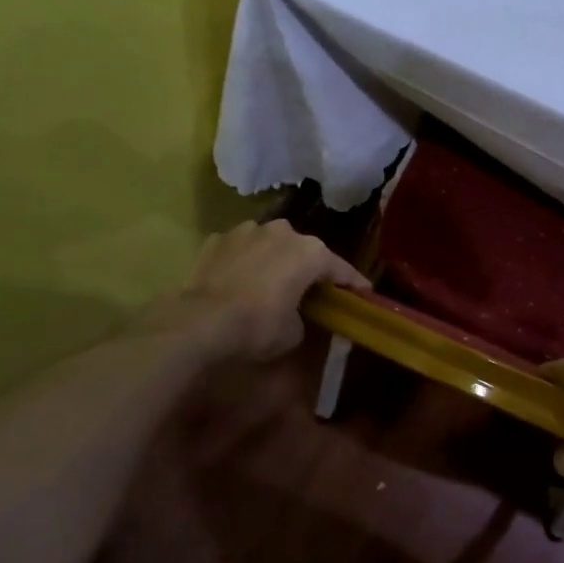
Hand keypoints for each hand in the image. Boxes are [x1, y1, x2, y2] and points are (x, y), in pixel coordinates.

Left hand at [172, 219, 368, 361]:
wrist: (200, 322)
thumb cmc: (258, 326)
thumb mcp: (295, 332)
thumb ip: (304, 316)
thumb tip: (297, 315)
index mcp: (310, 252)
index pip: (340, 268)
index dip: (353, 283)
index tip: (363, 294)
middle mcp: (282, 231)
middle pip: (304, 250)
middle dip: (309, 268)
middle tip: (312, 290)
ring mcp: (247, 231)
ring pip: (270, 244)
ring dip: (274, 259)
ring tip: (271, 282)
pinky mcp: (217, 239)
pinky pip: (240, 250)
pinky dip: (244, 261)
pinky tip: (239, 280)